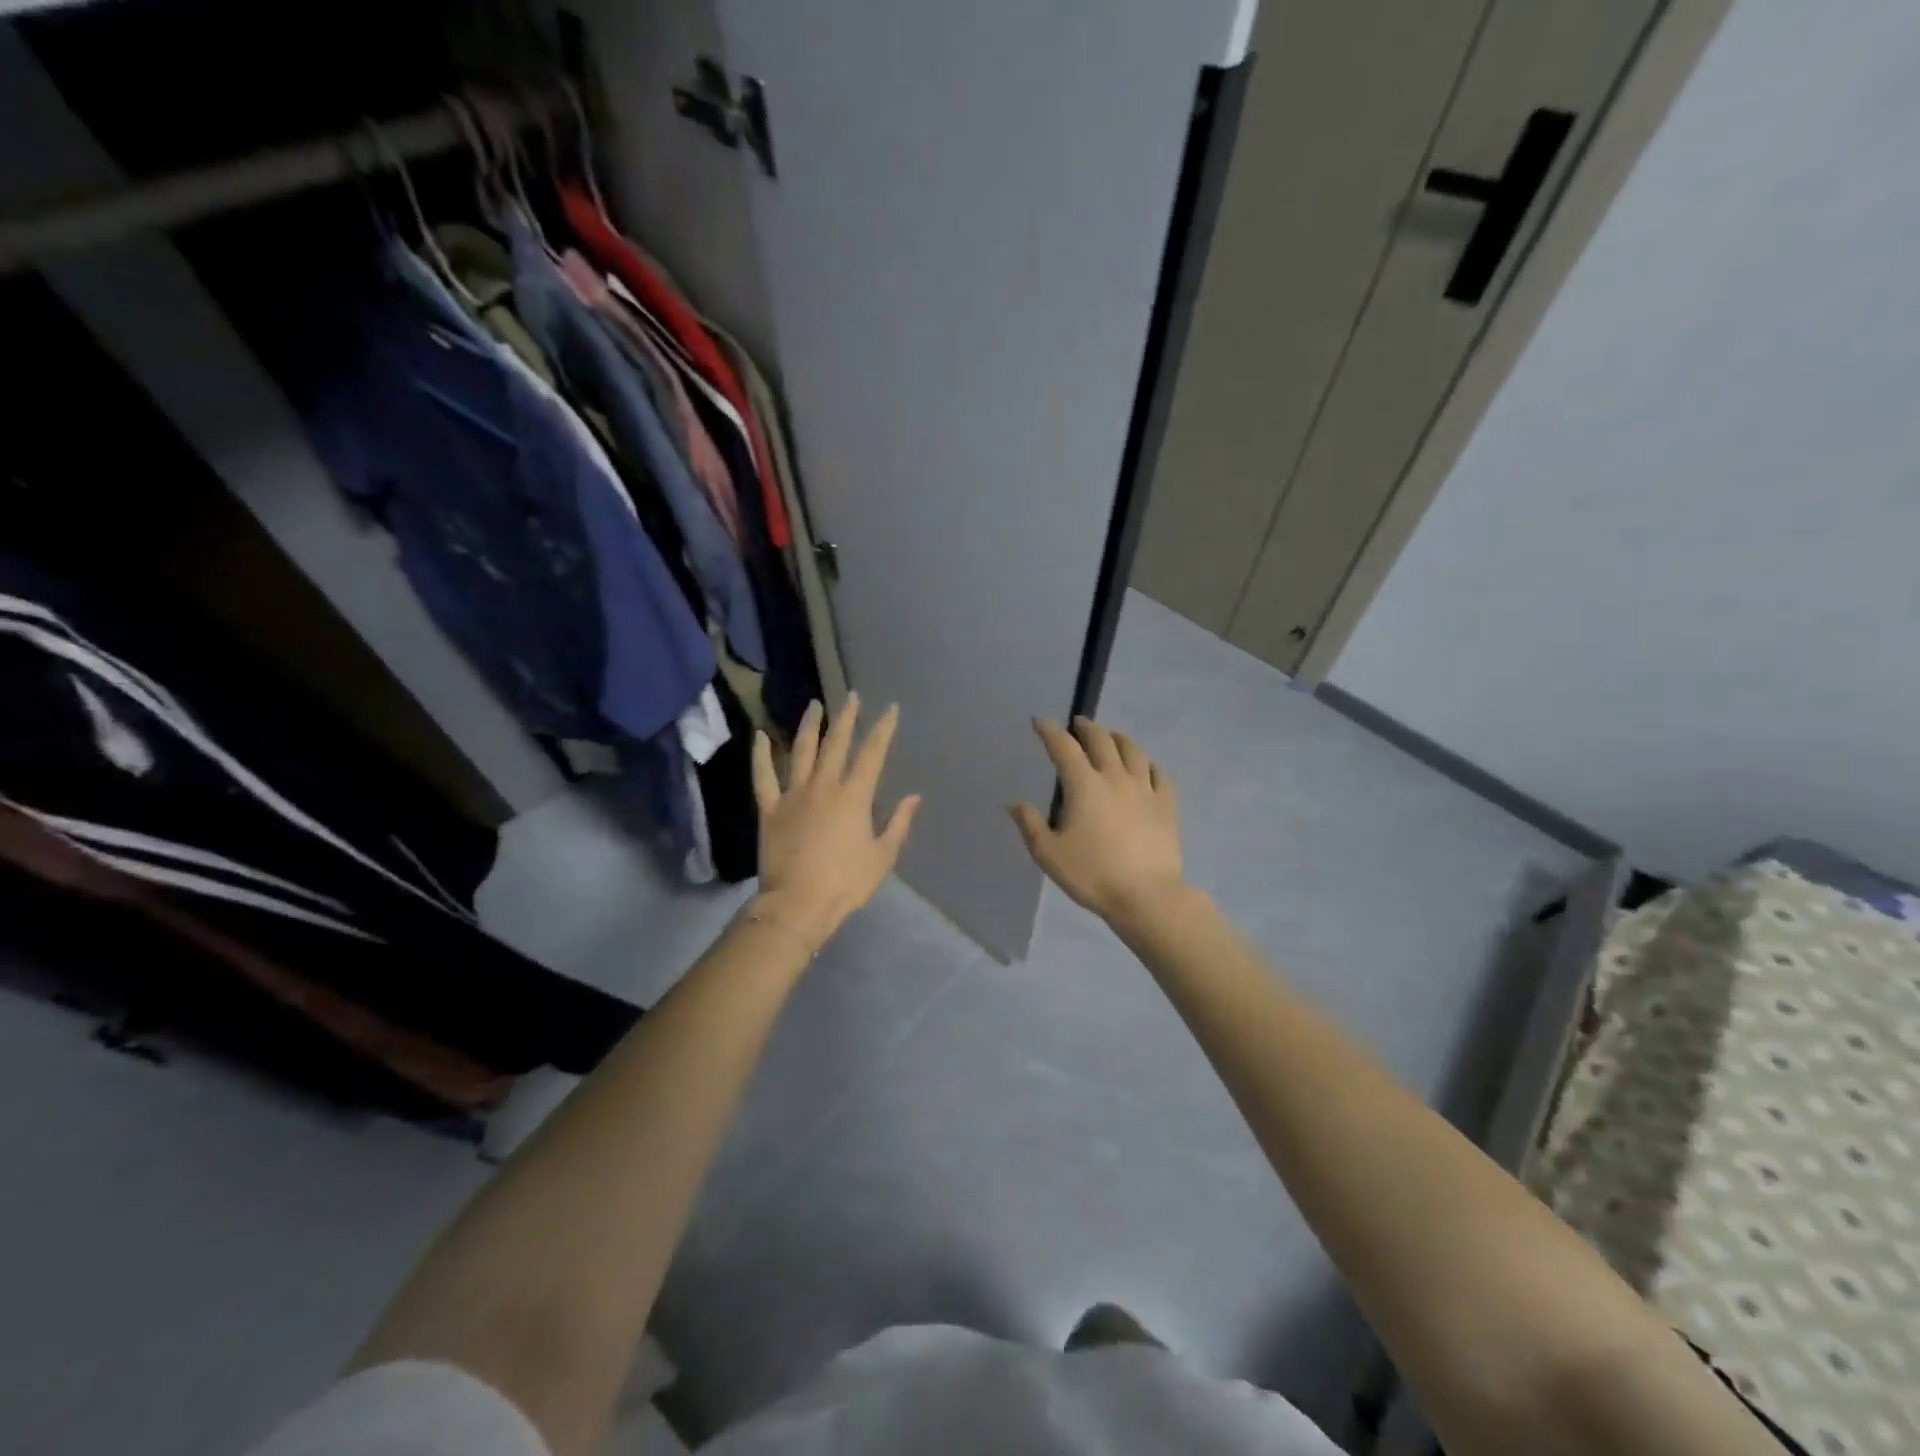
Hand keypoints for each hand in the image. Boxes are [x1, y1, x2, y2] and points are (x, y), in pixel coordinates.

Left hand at [750, 694, 920, 951]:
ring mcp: (793, 794)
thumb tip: (913, 797)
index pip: (873, 753)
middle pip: (837, 743)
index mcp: (854, 795)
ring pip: (802, 750)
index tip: (890, 709)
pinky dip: (761, 754)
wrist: (798, 903)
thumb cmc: (846, 882)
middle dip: (847, 717)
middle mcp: (824, 785)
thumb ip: (898, 823)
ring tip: (814, 705)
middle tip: (852, 696)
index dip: (883, 729)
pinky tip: (761, 736)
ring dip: (810, 725)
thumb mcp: (882, 856)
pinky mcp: (769, 808)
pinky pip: (763, 775)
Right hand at [1010, 716, 1185, 922]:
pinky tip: (1145, 765)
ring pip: (1132, 750)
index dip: (1050, 731)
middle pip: (1101, 740)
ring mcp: (1144, 789)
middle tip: (1078, 724)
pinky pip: (1159, 773)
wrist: (1147, 895)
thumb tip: (1015, 803)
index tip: (1040, 722)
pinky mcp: (1166, 804)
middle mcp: (1115, 777)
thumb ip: (1030, 825)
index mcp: (1084, 786)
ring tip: (1111, 736)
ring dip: (1118, 738)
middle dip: (1086, 727)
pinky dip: (1148, 763)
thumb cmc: (1092, 875)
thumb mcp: (1049, 854)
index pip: (1063, 747)